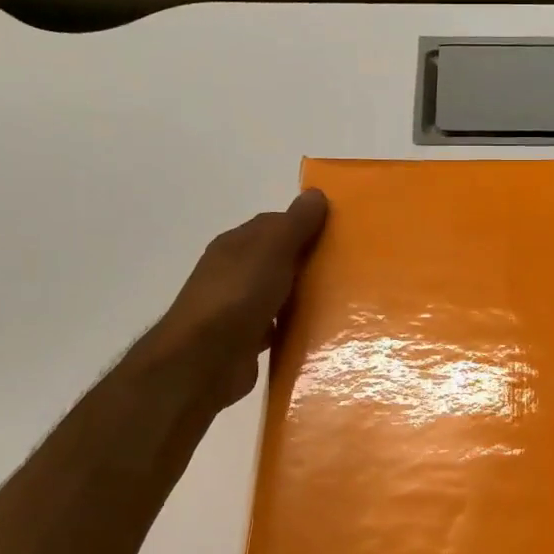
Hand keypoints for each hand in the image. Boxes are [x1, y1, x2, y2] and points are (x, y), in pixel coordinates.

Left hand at [147, 189, 329, 406]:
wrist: (204, 360)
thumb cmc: (238, 296)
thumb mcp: (272, 250)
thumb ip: (295, 224)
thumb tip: (316, 194)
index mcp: (236, 245)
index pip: (274, 225)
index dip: (305, 225)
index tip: (340, 234)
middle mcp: (234, 272)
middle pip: (278, 259)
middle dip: (308, 261)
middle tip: (349, 267)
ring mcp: (238, 307)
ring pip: (279, 293)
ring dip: (303, 295)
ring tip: (343, 300)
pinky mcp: (246, 340)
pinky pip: (278, 326)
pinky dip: (295, 325)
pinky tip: (320, 331)